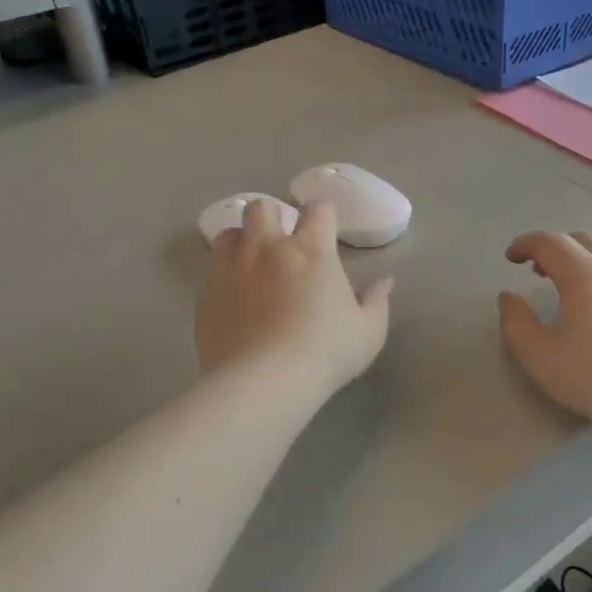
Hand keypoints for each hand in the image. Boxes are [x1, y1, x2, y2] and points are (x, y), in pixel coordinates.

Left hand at [197, 200, 392, 402]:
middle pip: (261, 207)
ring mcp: (231, 268)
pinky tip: (234, 297)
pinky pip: (211, 270)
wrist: (263, 383)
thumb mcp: (368, 332)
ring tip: (250, 262)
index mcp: (311, 250)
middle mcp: (267, 248)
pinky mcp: (206, 293)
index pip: (317, 209)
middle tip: (280, 242)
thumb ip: (376, 302)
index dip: (323, 214)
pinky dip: (223, 274)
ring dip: (241, 240)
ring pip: (229, 233)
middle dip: (272, 217)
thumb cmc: (325, 354)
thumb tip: (385, 282)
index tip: (326, 229)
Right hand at [498, 232, 591, 429]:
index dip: (525, 244)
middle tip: (537, 269)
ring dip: (584, 256)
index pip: (550, 243)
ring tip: (571, 281)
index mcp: (583, 275)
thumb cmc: (590, 376)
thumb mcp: (537, 354)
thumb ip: (516, 321)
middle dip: (555, 247)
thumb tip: (509, 297)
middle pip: (583, 240)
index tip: (511, 257)